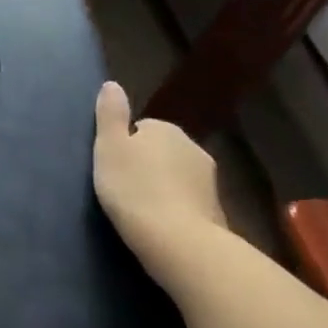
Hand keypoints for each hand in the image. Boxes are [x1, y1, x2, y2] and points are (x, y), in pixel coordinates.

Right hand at [93, 80, 228, 282]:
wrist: (179, 243)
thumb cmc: (134, 188)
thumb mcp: (109, 146)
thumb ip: (110, 114)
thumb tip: (112, 84)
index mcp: (166, 129)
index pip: (141, 128)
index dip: (125, 147)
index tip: (114, 167)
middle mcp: (193, 148)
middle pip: (162, 151)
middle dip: (147, 165)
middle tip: (124, 188)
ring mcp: (210, 182)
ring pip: (178, 177)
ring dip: (163, 188)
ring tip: (141, 209)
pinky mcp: (218, 213)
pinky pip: (189, 203)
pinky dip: (177, 210)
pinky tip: (162, 226)